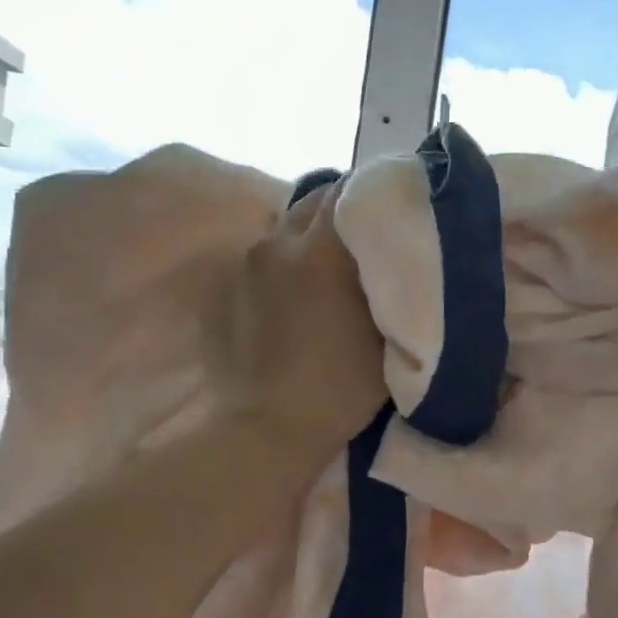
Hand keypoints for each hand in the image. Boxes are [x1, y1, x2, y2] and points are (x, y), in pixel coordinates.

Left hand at [209, 181, 388, 453]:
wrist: (268, 428)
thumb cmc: (340, 386)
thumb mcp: (385, 333)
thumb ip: (388, 281)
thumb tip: (393, 248)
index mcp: (320, 250)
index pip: (347, 190)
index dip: (372, 193)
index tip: (391, 207)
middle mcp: (277, 244)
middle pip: (313, 203)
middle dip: (340, 212)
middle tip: (363, 239)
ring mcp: (245, 266)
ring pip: (284, 231)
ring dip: (308, 240)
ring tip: (326, 270)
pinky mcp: (223, 290)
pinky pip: (262, 262)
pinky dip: (282, 267)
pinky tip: (294, 299)